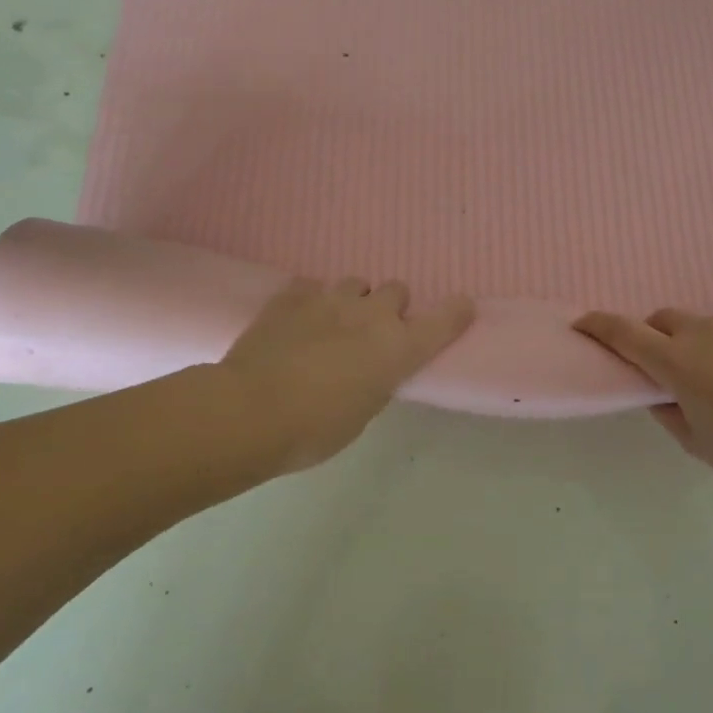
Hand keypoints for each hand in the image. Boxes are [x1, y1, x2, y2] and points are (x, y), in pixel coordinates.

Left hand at [222, 277, 474, 473]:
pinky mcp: (291, 296)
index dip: (456, 312)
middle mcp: (371, 315)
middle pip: (397, 290)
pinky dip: (312, 301)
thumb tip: (371, 367)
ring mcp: (329, 299)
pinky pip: (311, 286)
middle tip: (373, 333)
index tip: (462, 306)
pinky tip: (298, 321)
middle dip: (390, 308)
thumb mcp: (362, 413)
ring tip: (334, 324)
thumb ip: (376, 381)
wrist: (250, 411)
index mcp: (398, 348)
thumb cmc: (315, 429)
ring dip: (353, 300)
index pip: (443, 320)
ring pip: (355, 283)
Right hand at [573, 309, 712, 498]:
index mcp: (677, 363)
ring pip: (706, 326)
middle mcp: (704, 331)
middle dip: (655, 337)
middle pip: (664, 319)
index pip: (624, 333)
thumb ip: (669, 413)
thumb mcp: (698, 444)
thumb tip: (661, 394)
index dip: (598, 325)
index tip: (582, 323)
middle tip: (669, 369)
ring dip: (702, 345)